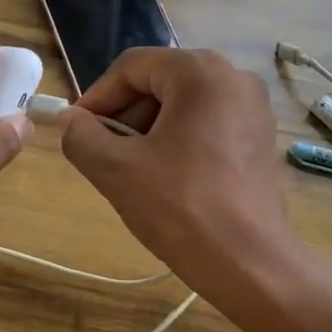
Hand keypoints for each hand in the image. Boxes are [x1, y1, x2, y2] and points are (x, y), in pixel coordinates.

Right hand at [60, 48, 304, 307]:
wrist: (249, 264)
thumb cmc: (181, 208)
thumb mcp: (117, 170)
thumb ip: (82, 137)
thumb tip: (70, 120)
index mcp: (201, 72)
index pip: (131, 67)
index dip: (96, 98)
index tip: (75, 132)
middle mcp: (234, 77)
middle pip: (159, 82)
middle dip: (124, 116)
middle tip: (103, 155)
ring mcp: (254, 109)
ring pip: (183, 106)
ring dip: (149, 132)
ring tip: (133, 173)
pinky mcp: (261, 139)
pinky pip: (207, 126)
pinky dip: (179, 143)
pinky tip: (167, 181)